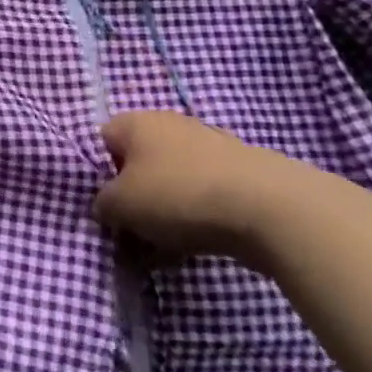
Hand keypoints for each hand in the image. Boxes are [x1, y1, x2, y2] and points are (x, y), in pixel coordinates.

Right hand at [94, 112, 311, 264]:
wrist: (271, 209)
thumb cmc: (179, 196)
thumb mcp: (120, 205)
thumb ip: (102, 204)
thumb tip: (107, 206)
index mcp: (137, 122)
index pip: (103, 141)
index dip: (100, 175)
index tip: (108, 207)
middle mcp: (170, 124)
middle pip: (139, 163)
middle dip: (134, 198)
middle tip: (133, 233)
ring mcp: (210, 146)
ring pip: (172, 182)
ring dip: (164, 212)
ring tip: (166, 249)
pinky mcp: (241, 172)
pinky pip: (204, 195)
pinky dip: (196, 217)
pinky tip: (198, 246)